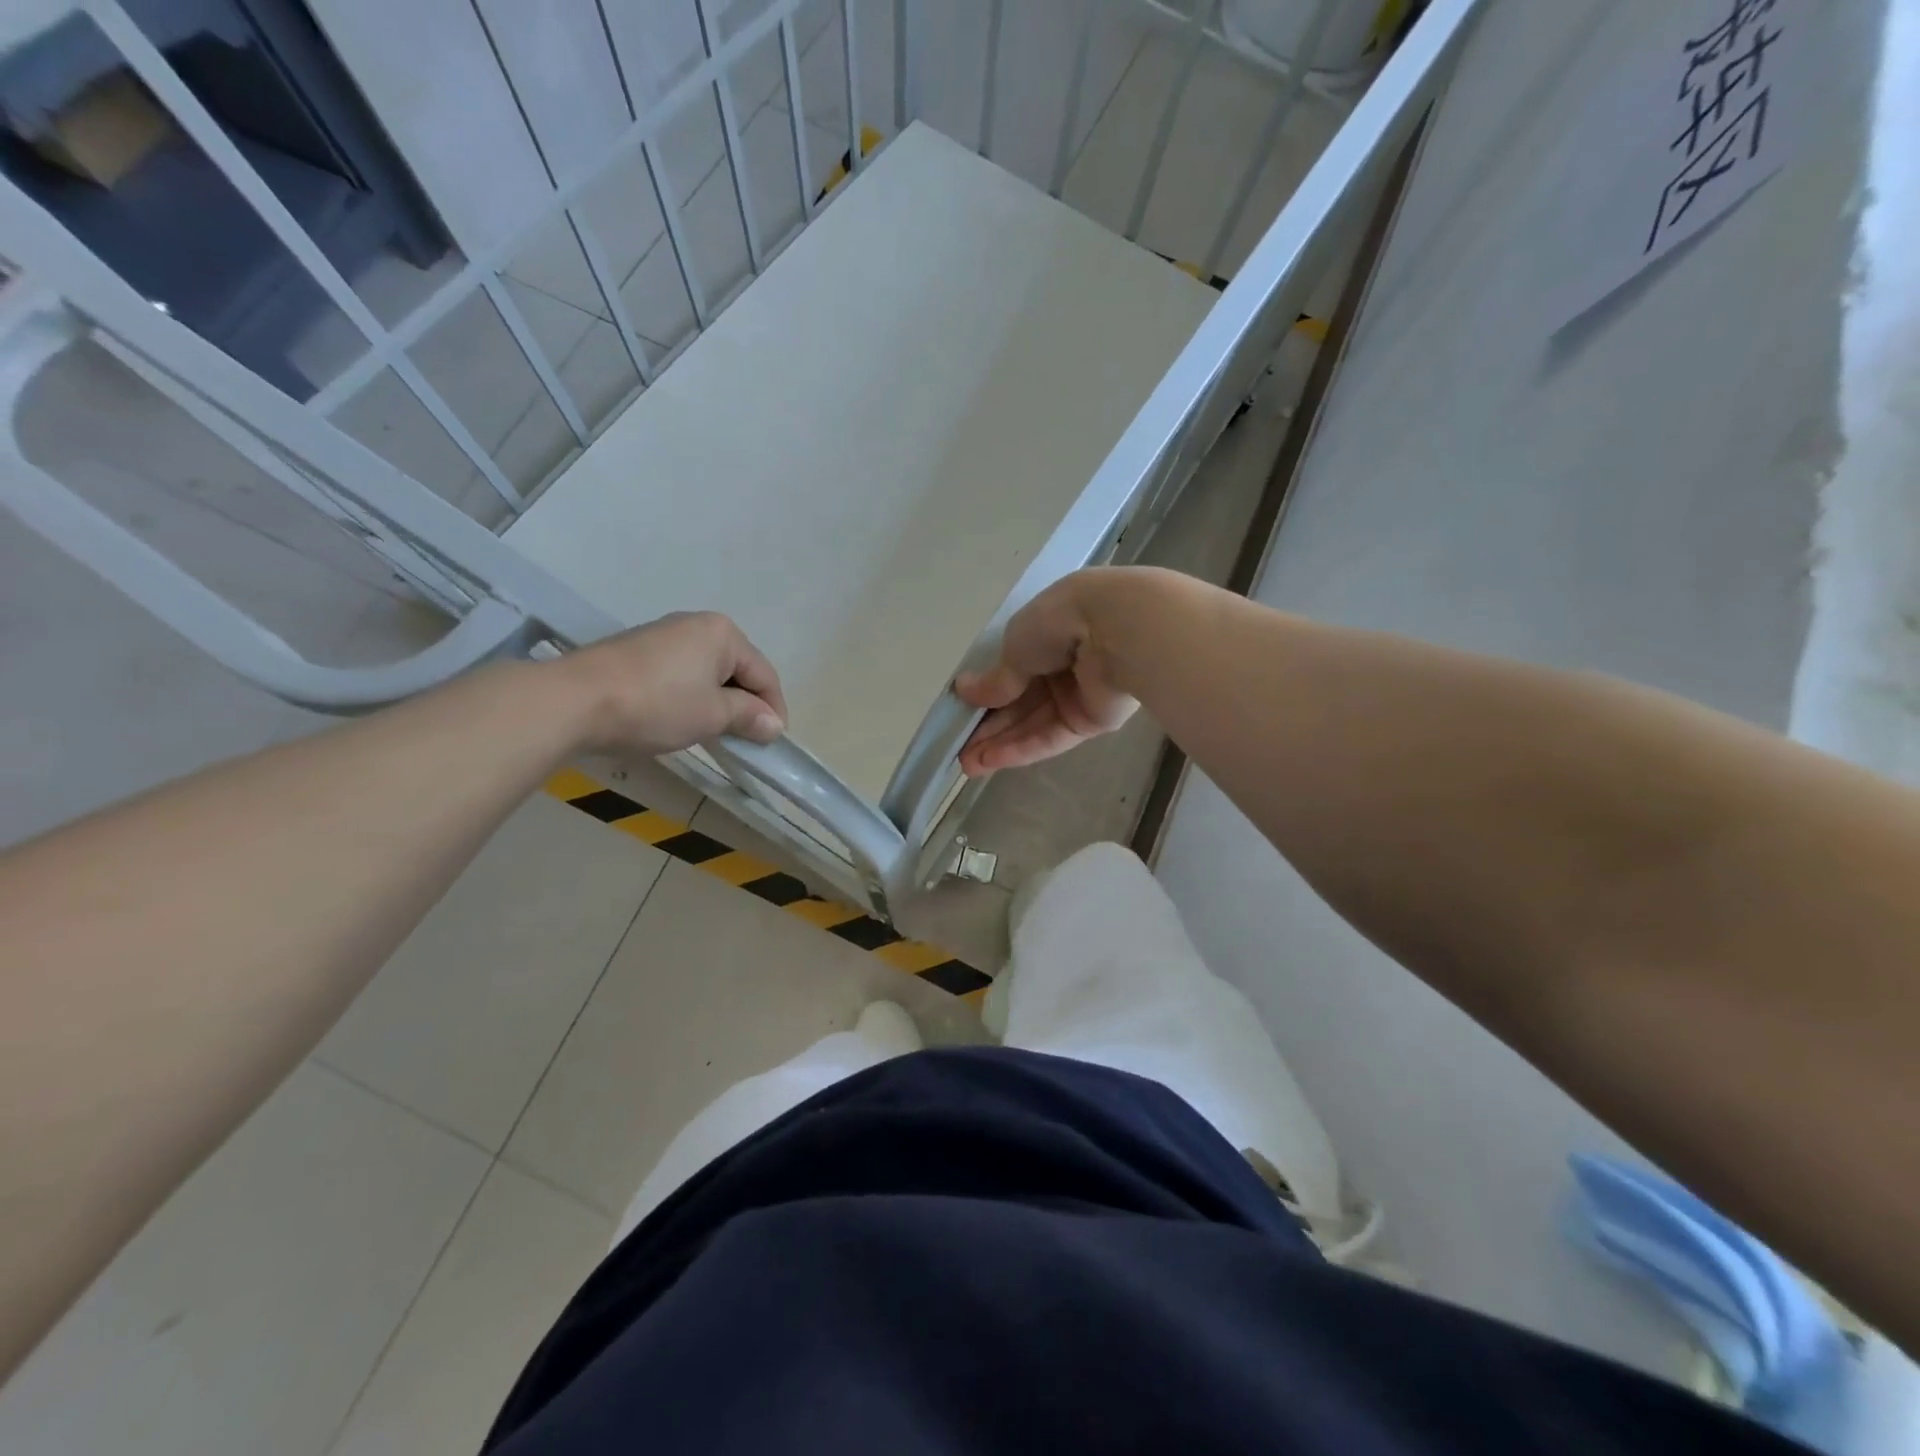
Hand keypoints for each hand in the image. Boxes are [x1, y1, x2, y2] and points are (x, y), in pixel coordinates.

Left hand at [559, 612, 787, 757]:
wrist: (574, 701)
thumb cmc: (657, 705)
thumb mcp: (712, 715)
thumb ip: (749, 716)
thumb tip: (774, 725)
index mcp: (723, 633)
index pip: (764, 674)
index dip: (774, 710)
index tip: (773, 743)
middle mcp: (697, 625)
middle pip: (738, 669)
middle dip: (746, 704)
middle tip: (746, 739)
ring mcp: (664, 635)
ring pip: (708, 672)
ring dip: (718, 702)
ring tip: (715, 733)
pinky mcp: (638, 650)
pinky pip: (682, 673)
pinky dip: (691, 696)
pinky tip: (681, 718)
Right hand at [955, 571, 1137, 775]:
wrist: (1115, 631)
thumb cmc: (1059, 622)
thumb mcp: (1015, 646)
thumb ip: (996, 678)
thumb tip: (965, 691)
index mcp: (1045, 633)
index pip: (1011, 669)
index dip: (986, 693)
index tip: (961, 713)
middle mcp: (1062, 664)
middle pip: (1020, 702)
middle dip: (989, 726)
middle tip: (958, 750)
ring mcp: (1078, 694)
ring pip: (1033, 723)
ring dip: (1000, 743)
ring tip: (967, 765)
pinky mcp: (1092, 721)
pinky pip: (1051, 737)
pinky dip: (1022, 748)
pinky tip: (992, 762)